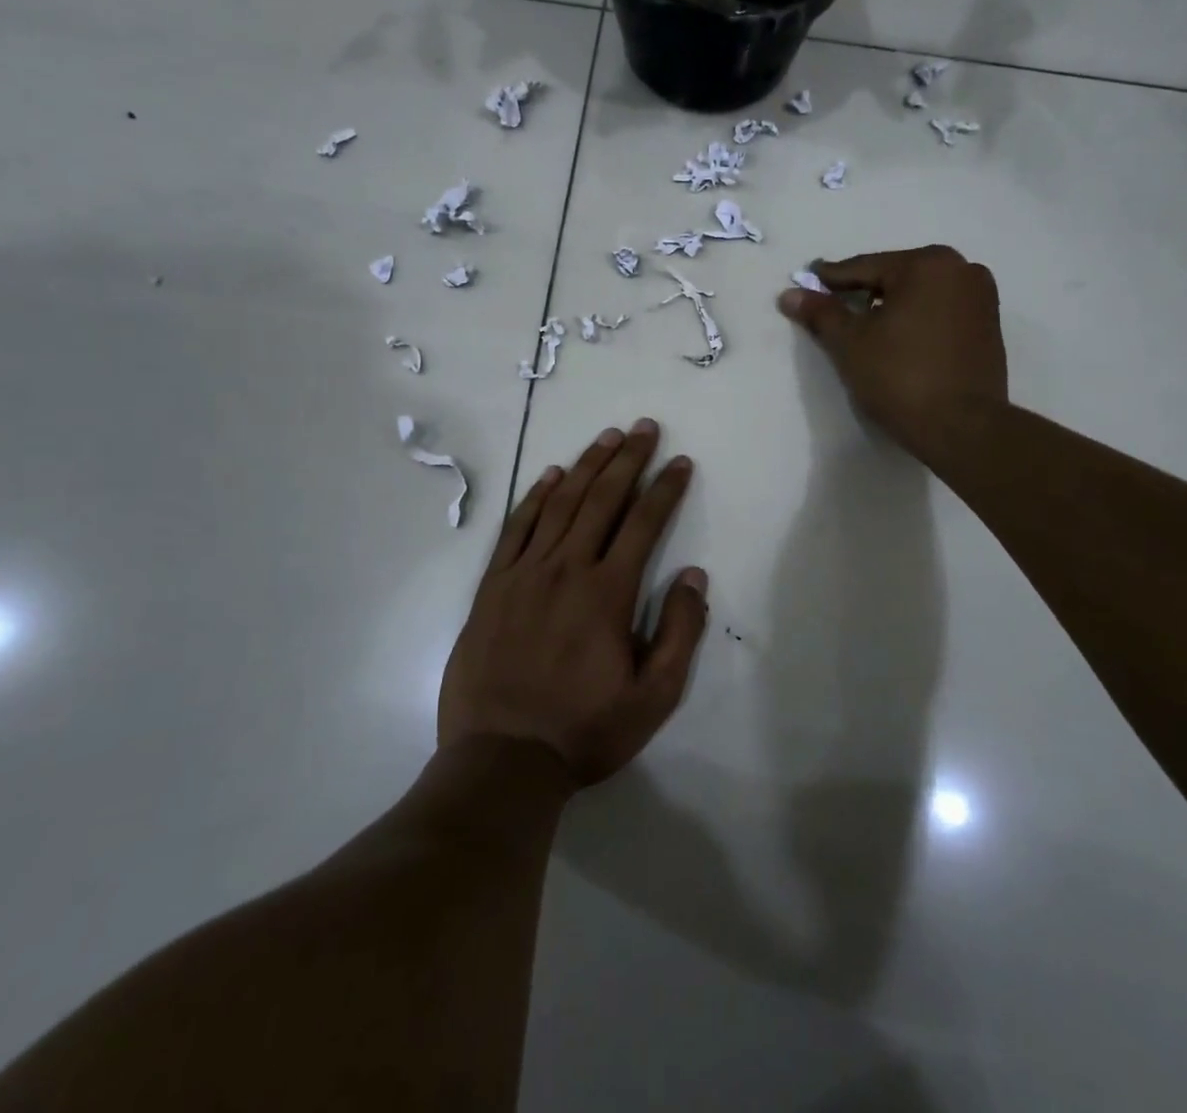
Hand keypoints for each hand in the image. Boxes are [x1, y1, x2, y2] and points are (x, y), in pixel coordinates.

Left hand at [438, 420, 706, 787]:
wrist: (501, 759)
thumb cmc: (584, 730)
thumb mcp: (653, 698)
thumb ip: (679, 633)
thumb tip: (694, 576)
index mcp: (607, 593)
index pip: (644, 523)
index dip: (665, 488)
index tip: (680, 462)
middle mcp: (567, 569)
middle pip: (602, 500)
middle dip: (628, 459)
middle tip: (644, 427)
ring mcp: (524, 574)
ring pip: (560, 504)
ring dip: (586, 466)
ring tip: (606, 438)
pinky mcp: (492, 586)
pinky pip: (516, 528)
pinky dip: (535, 497)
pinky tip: (551, 476)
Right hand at [779, 246, 1007, 460]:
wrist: (962, 428)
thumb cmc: (900, 377)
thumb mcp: (850, 343)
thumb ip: (821, 313)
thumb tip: (790, 294)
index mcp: (927, 264)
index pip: (865, 268)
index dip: (831, 278)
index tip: (808, 278)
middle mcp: (961, 270)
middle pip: (896, 277)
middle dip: (864, 291)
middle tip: (834, 303)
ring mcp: (981, 298)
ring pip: (921, 294)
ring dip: (892, 305)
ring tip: (864, 324)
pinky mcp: (990, 327)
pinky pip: (941, 312)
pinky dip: (917, 319)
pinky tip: (898, 339)